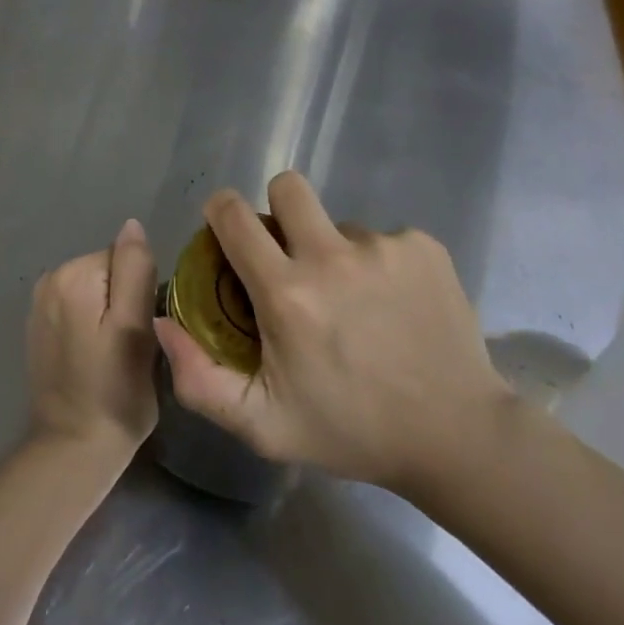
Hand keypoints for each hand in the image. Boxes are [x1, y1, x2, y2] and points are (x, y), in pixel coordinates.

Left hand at [26, 220, 158, 464]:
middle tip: (131, 346)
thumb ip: (134, 270)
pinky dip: (90, 325)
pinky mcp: (39, 326)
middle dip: (124, 300)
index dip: (141, 292)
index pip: (124, 259)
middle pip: (108, 271)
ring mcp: (39, 303)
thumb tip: (132, 225)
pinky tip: (94, 356)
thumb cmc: (114, 392)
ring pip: (95, 290)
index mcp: (73, 274)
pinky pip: (78, 308)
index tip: (143, 329)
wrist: (72, 448)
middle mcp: (50, 278)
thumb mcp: (136, 329)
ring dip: (108, 314)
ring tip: (114, 354)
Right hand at [153, 173, 511, 503]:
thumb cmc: (352, 431)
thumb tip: (164, 323)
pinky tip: (395, 306)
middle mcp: (332, 256)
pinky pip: (384, 238)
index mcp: (287, 293)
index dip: (221, 211)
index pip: (234, 214)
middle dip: (279, 210)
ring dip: (335, 251)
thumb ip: (199, 381)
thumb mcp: (264, 426)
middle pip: (287, 186)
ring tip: (357, 303)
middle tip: (291, 254)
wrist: (459, 438)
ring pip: (339, 222)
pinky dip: (380, 264)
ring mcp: (383, 246)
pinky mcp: (424, 247)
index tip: (227, 230)